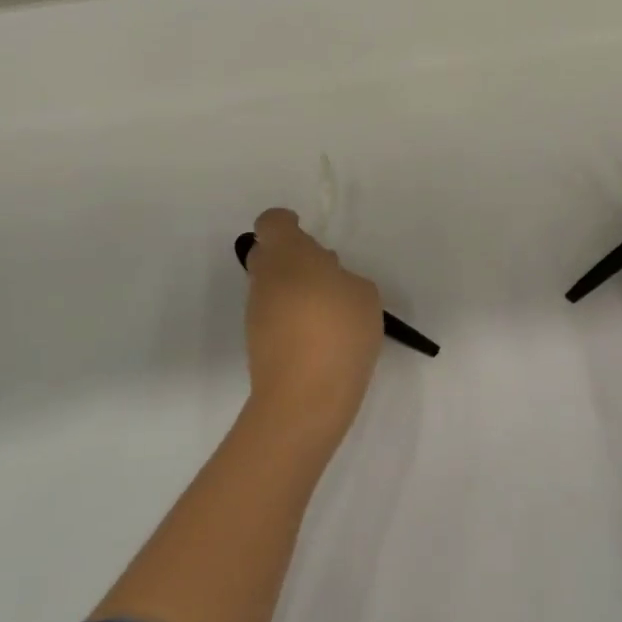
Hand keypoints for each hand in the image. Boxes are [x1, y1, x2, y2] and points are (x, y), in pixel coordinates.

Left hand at [243, 208, 383, 439]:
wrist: (305, 399)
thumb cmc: (339, 331)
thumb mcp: (364, 294)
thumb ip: (343, 277)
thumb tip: (326, 282)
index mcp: (288, 255)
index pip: (272, 223)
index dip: (287, 223)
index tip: (307, 234)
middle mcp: (265, 278)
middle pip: (267, 253)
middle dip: (291, 256)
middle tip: (324, 272)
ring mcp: (256, 312)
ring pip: (270, 286)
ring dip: (293, 288)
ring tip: (329, 310)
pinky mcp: (256, 343)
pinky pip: (273, 315)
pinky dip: (291, 317)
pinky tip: (319, 337)